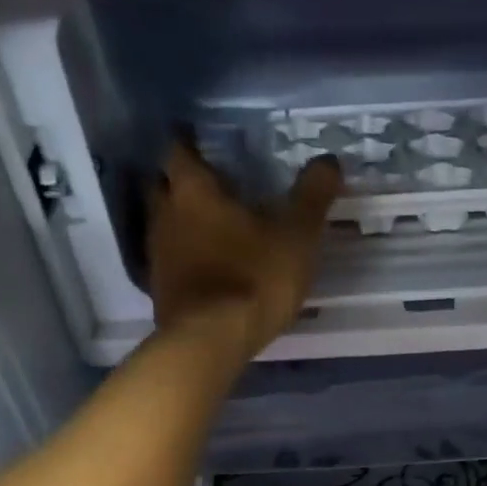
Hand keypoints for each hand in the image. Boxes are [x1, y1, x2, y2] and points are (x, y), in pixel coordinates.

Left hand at [145, 140, 342, 357]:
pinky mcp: (159, 291)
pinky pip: (169, 262)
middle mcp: (165, 215)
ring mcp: (157, 255)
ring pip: (163, 225)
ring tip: (210, 229)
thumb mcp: (297, 236)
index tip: (203, 144)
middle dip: (181, 183)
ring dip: (182, 223)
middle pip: (163, 186)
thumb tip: (329, 159)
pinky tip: (205, 269)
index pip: (179, 150)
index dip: (190, 144)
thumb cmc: (254, 278)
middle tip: (209, 186)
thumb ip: (312, 197)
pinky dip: (184, 259)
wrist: (211, 341)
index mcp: (194, 190)